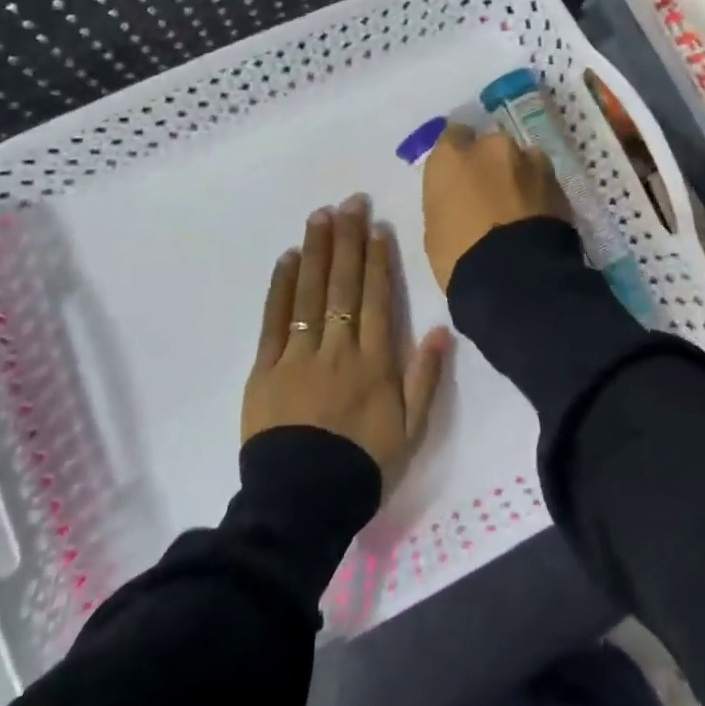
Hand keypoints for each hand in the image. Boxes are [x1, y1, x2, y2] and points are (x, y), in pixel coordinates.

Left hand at [244, 195, 450, 495]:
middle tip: (349, 202)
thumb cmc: (362, 465)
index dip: (377, 258)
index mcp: (374, 362)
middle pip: (343, 285)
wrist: (301, 504)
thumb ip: (425, 379)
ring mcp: (298, 356)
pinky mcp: (265, 369)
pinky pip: (274, 321)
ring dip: (317, 251)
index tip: (376, 225)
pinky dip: (281, 287)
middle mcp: (337, 348)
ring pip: (310, 293)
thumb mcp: (410, 431)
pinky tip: (288, 258)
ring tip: (320, 215)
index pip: (375, 298)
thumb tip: (439, 329)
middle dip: (348, 239)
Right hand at [421, 125, 569, 293]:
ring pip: (522, 161)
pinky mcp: (558, 182)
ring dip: (519, 176)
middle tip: (490, 195)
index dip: (458, 156)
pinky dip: (538, 193)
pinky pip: (543, 181)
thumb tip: (461, 198)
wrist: (516, 276)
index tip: (459, 176)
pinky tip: (536, 219)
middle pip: (490, 147)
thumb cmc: (459, 255)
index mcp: (452, 155)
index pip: (453, 136)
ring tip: (518, 208)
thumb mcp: (436, 227)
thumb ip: (448, 199)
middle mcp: (492, 147)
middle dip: (491, 165)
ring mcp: (530, 161)